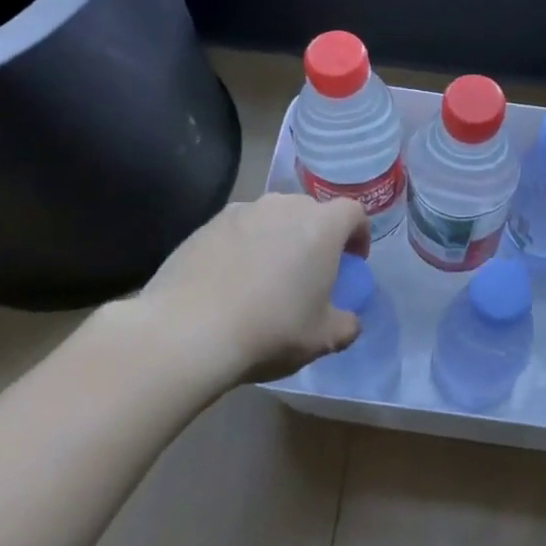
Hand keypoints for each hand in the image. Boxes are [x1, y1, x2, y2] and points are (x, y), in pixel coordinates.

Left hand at [119, 193, 371, 387]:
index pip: (353, 213)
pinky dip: (243, 248)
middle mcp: (284, 206)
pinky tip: (231, 283)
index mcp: (321, 226)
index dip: (358, 235)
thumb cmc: (270, 330)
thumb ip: (346, 324)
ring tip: (267, 277)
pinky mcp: (206, 225)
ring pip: (272, 219)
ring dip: (278, 240)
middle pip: (311, 212)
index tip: (353, 262)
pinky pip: (238, 230)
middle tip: (310, 272)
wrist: (187, 331)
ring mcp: (242, 211)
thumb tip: (349, 320)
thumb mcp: (323, 339)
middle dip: (316, 236)